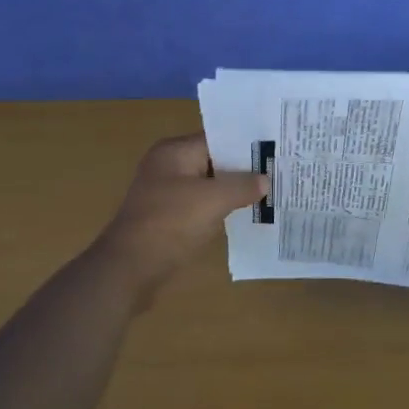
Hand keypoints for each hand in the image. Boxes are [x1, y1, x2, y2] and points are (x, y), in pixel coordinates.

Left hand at [90, 135, 267, 301]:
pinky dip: (221, 209)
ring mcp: (167, 193)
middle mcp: (169, 166)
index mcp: (175, 152)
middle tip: (279, 173)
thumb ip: (242, 186)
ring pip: (210, 185)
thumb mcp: (213, 201)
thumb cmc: (171, 224)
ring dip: (233, 191)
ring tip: (270, 193)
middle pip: (215, 161)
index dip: (248, 146)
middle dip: (244, 170)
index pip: (219, 139)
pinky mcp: (169, 217)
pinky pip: (202, 205)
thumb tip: (266, 180)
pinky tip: (245, 214)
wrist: (129, 269)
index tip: (276, 153)